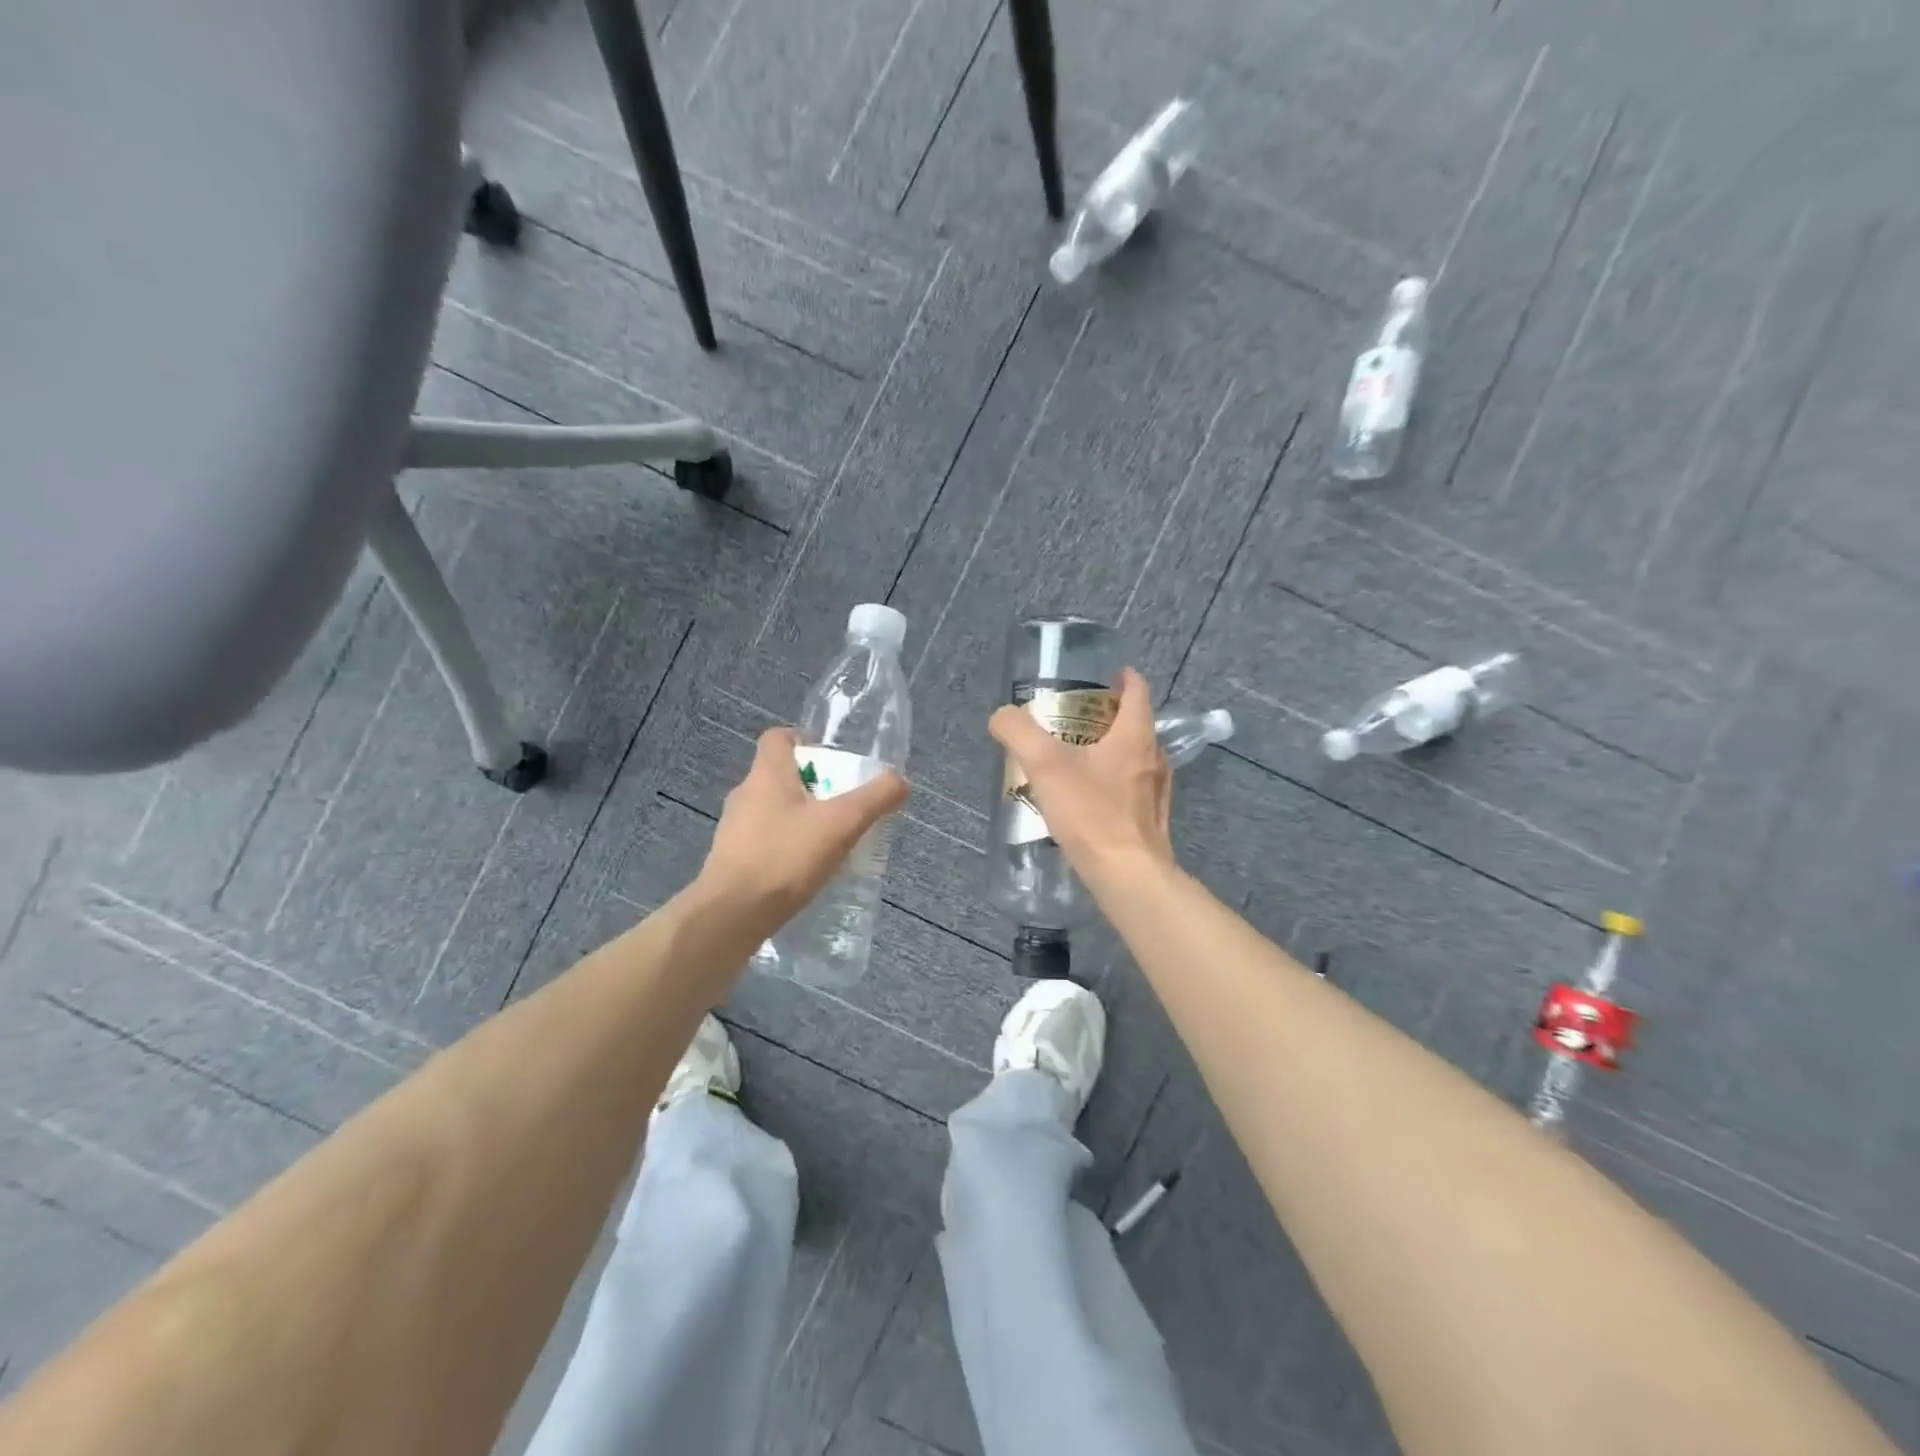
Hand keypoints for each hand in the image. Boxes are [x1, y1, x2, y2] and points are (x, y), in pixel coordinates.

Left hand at [697, 727, 908, 937]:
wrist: (732, 915)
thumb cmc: (786, 857)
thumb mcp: (842, 824)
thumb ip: (875, 799)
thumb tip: (900, 781)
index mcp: (767, 774)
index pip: (778, 737)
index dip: (804, 740)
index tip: (831, 760)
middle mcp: (745, 794)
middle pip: (780, 775)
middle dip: (813, 785)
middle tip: (843, 805)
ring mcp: (734, 829)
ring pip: (773, 810)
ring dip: (800, 818)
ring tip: (829, 840)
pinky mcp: (731, 860)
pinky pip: (765, 841)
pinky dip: (786, 846)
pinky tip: (806, 870)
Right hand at [988, 666, 1174, 889]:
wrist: (1127, 875)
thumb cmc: (1091, 813)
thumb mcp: (1045, 765)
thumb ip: (1018, 732)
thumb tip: (1001, 716)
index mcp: (1135, 736)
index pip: (1138, 691)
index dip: (1123, 678)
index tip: (1107, 675)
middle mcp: (1153, 758)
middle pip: (1135, 725)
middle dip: (1109, 717)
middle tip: (1076, 719)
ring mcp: (1156, 793)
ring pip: (1135, 759)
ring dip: (1111, 752)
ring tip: (1078, 759)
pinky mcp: (1150, 822)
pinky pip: (1132, 790)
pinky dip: (1113, 784)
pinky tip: (1087, 800)